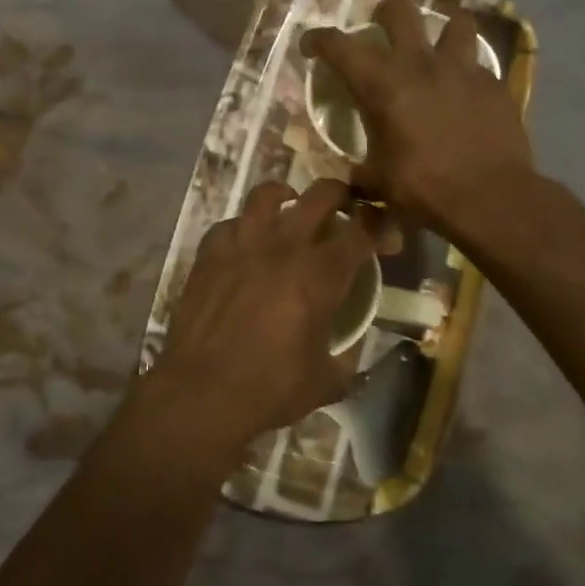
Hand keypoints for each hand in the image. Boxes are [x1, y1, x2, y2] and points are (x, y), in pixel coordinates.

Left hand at [135, 179, 378, 458]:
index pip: (361, 230)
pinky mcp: (210, 253)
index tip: (381, 231)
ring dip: (285, 196)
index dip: (378, 223)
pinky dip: (242, 227)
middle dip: (339, 194)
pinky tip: (245, 243)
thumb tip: (350, 355)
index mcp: (321, 274)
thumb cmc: (270, 388)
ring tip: (289, 208)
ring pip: (267, 194)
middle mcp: (285, 246)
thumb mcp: (325, 382)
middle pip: (321, 195)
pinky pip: (230, 224)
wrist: (203, 391)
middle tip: (342, 207)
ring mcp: (243, 244)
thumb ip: (345, 361)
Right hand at [301, 0, 532, 236]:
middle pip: (400, 9)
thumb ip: (362, 172)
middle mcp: (420, 64)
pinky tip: (466, 93)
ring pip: (455, 22)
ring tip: (437, 47)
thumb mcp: (379, 182)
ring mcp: (462, 70)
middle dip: (385, 11)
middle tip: (381, 27)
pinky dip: (468, 73)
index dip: (318, 39)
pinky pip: (479, 65)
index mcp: (382, 85)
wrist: (491, 199)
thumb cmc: (424, 189)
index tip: (310, 46)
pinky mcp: (494, 85)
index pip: (340, 46)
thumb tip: (352, 179)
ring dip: (442, 30)